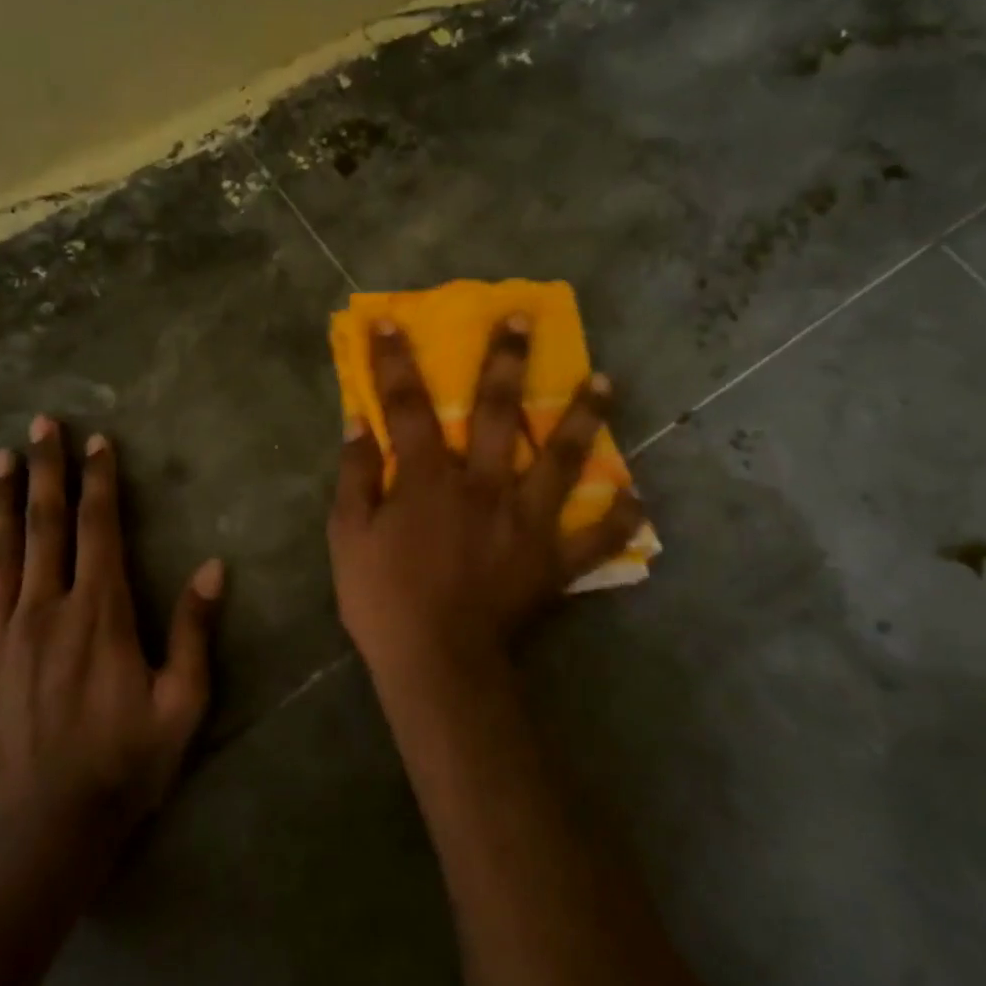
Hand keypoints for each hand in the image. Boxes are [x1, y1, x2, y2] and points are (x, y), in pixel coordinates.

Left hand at [0, 416, 221, 848]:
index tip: (98, 442)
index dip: (100, 481)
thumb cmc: (126, 763)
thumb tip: (212, 567)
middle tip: (42, 424)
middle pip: (46, 525)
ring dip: (0, 503)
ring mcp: (0, 637)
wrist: (48, 834)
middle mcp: (47, 609)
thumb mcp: (182, 701)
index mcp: (101, 612)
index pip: (99, 528)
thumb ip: (195, 631)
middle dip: (47, 470)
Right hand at [327, 316, 643, 696]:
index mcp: (430, 479)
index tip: (392, 322)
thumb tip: (358, 421)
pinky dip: (617, 519)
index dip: (396, 361)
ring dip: (583, 418)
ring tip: (605, 381)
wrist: (436, 666)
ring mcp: (526, 521)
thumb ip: (355, 476)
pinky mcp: (553, 561)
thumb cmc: (384, 600)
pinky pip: (594, 538)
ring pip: (561, 460)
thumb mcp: (348, 537)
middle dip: (507, 361)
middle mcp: (484, 486)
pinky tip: (636, 497)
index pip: (408, 406)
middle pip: (498, 412)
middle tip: (524, 319)